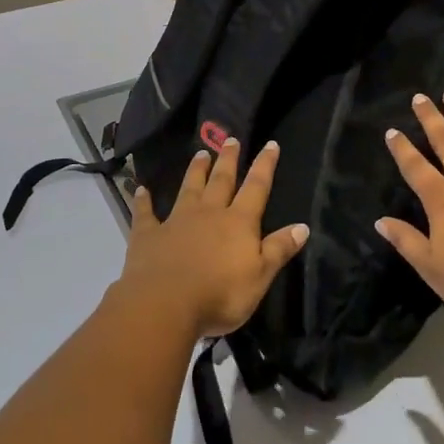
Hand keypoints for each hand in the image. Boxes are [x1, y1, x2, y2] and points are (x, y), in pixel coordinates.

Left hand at [118, 138, 309, 340]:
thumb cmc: (220, 294)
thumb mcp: (260, 276)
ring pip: (189, 189)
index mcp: (238, 222)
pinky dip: (143, 201)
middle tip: (230, 139)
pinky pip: (146, 214)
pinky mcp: (148, 235)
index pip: (256, 188)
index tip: (270, 144)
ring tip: (200, 153)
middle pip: (221, 181)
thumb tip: (302, 226)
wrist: (165, 304)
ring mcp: (176, 221)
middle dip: (228, 160)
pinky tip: (140, 190)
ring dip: (195, 171)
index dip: (265, 166)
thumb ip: (279, 249)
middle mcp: (209, 213)